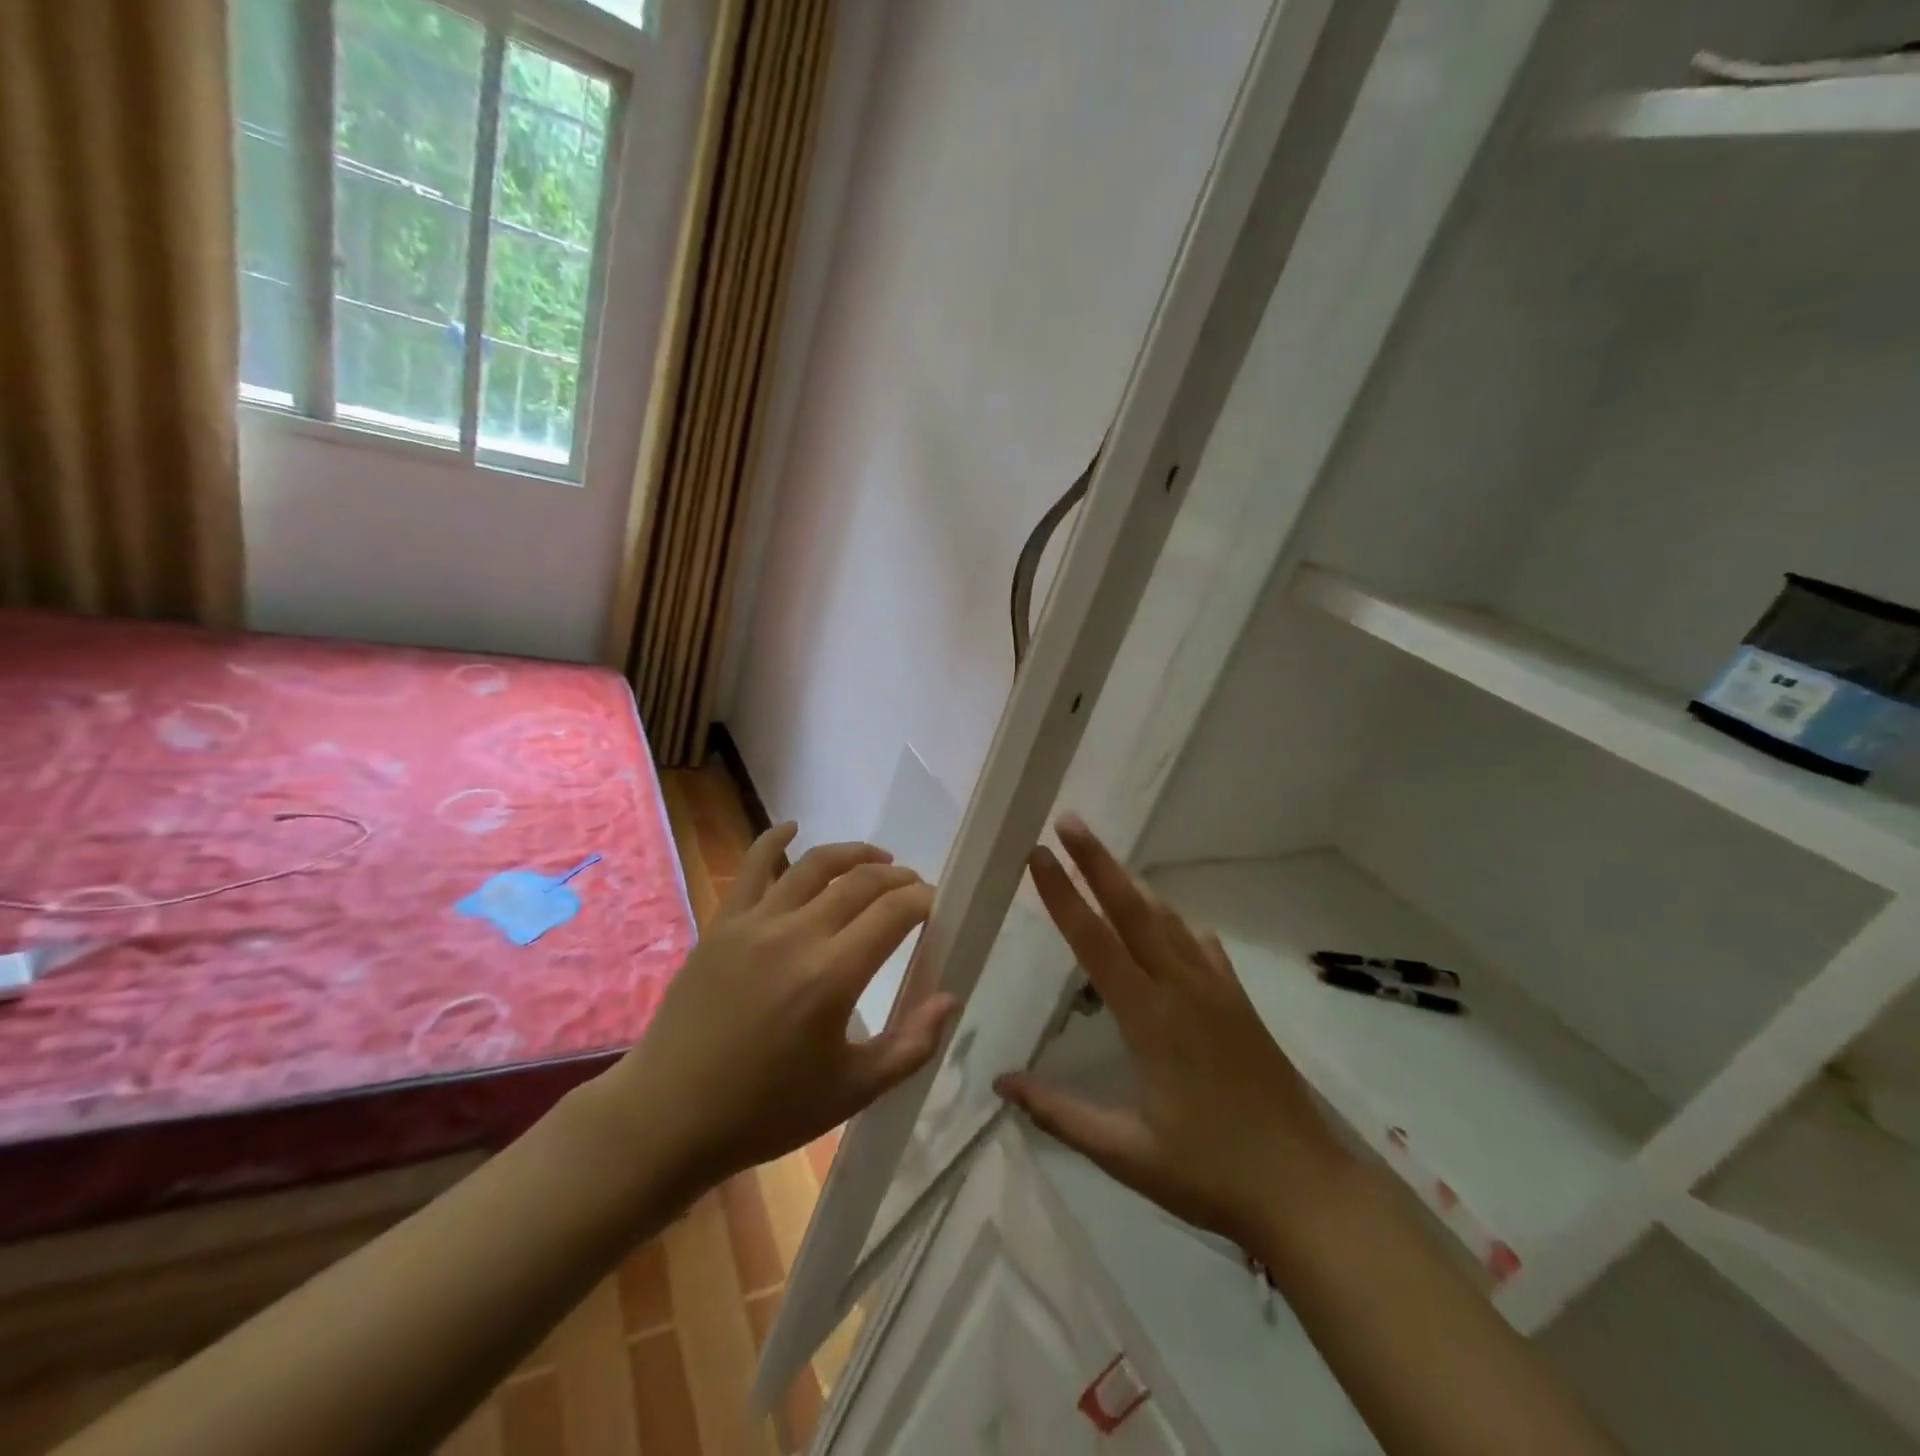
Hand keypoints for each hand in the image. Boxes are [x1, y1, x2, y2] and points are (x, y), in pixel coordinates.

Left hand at [599, 824, 956, 1195]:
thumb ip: (911, 1046)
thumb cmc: (766, 1111)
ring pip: (813, 865)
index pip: (894, 913)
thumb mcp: (852, 1092)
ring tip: (877, 859)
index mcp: (832, 977)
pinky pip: (751, 866)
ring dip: (853, 854)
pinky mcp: (722, 924)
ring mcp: (754, 924)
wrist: (669, 1116)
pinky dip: (774, 839)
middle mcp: (796, 936)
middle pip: (860, 882)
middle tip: (912, 888)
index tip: (936, 905)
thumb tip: (950, 998)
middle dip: (897, 878)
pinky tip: (792, 827)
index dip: (922, 900)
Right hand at [995, 816, 1350, 1252]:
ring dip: (1133, 885)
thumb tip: (1001, 1084)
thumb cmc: (1209, 1172)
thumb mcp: (1125, 1153)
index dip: (1063, 894)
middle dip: (1098, 861)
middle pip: (1134, 909)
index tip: (1039, 854)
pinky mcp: (1240, 1003)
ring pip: (1168, 920)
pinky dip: (1176, 924)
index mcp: (1149, 1018)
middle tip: (1070, 821)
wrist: (1306, 1189)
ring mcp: (1217, 991)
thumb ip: (1060, 1113)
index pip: (1095, 941)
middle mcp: (1182, 988)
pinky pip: (1201, 947)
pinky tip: (1171, 925)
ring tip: (1106, 861)